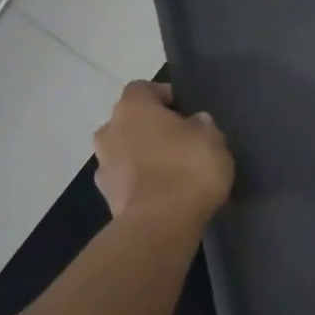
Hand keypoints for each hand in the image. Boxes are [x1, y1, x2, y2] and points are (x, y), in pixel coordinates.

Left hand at [94, 82, 234, 222]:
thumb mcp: (211, 137)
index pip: (143, 88)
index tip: (186, 110)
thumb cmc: (188, 167)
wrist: (160, 226)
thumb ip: (201, 124)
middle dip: (150, 127)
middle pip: (129, 121)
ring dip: (143, 156)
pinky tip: (165, 192)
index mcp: (132, 108)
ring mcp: (103, 167)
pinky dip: (141, 182)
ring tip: (173, 169)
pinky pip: (126, 180)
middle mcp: (109, 131)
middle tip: (180, 139)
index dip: (164, 95)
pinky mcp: (106, 200)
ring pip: (125, 151)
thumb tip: (194, 123)